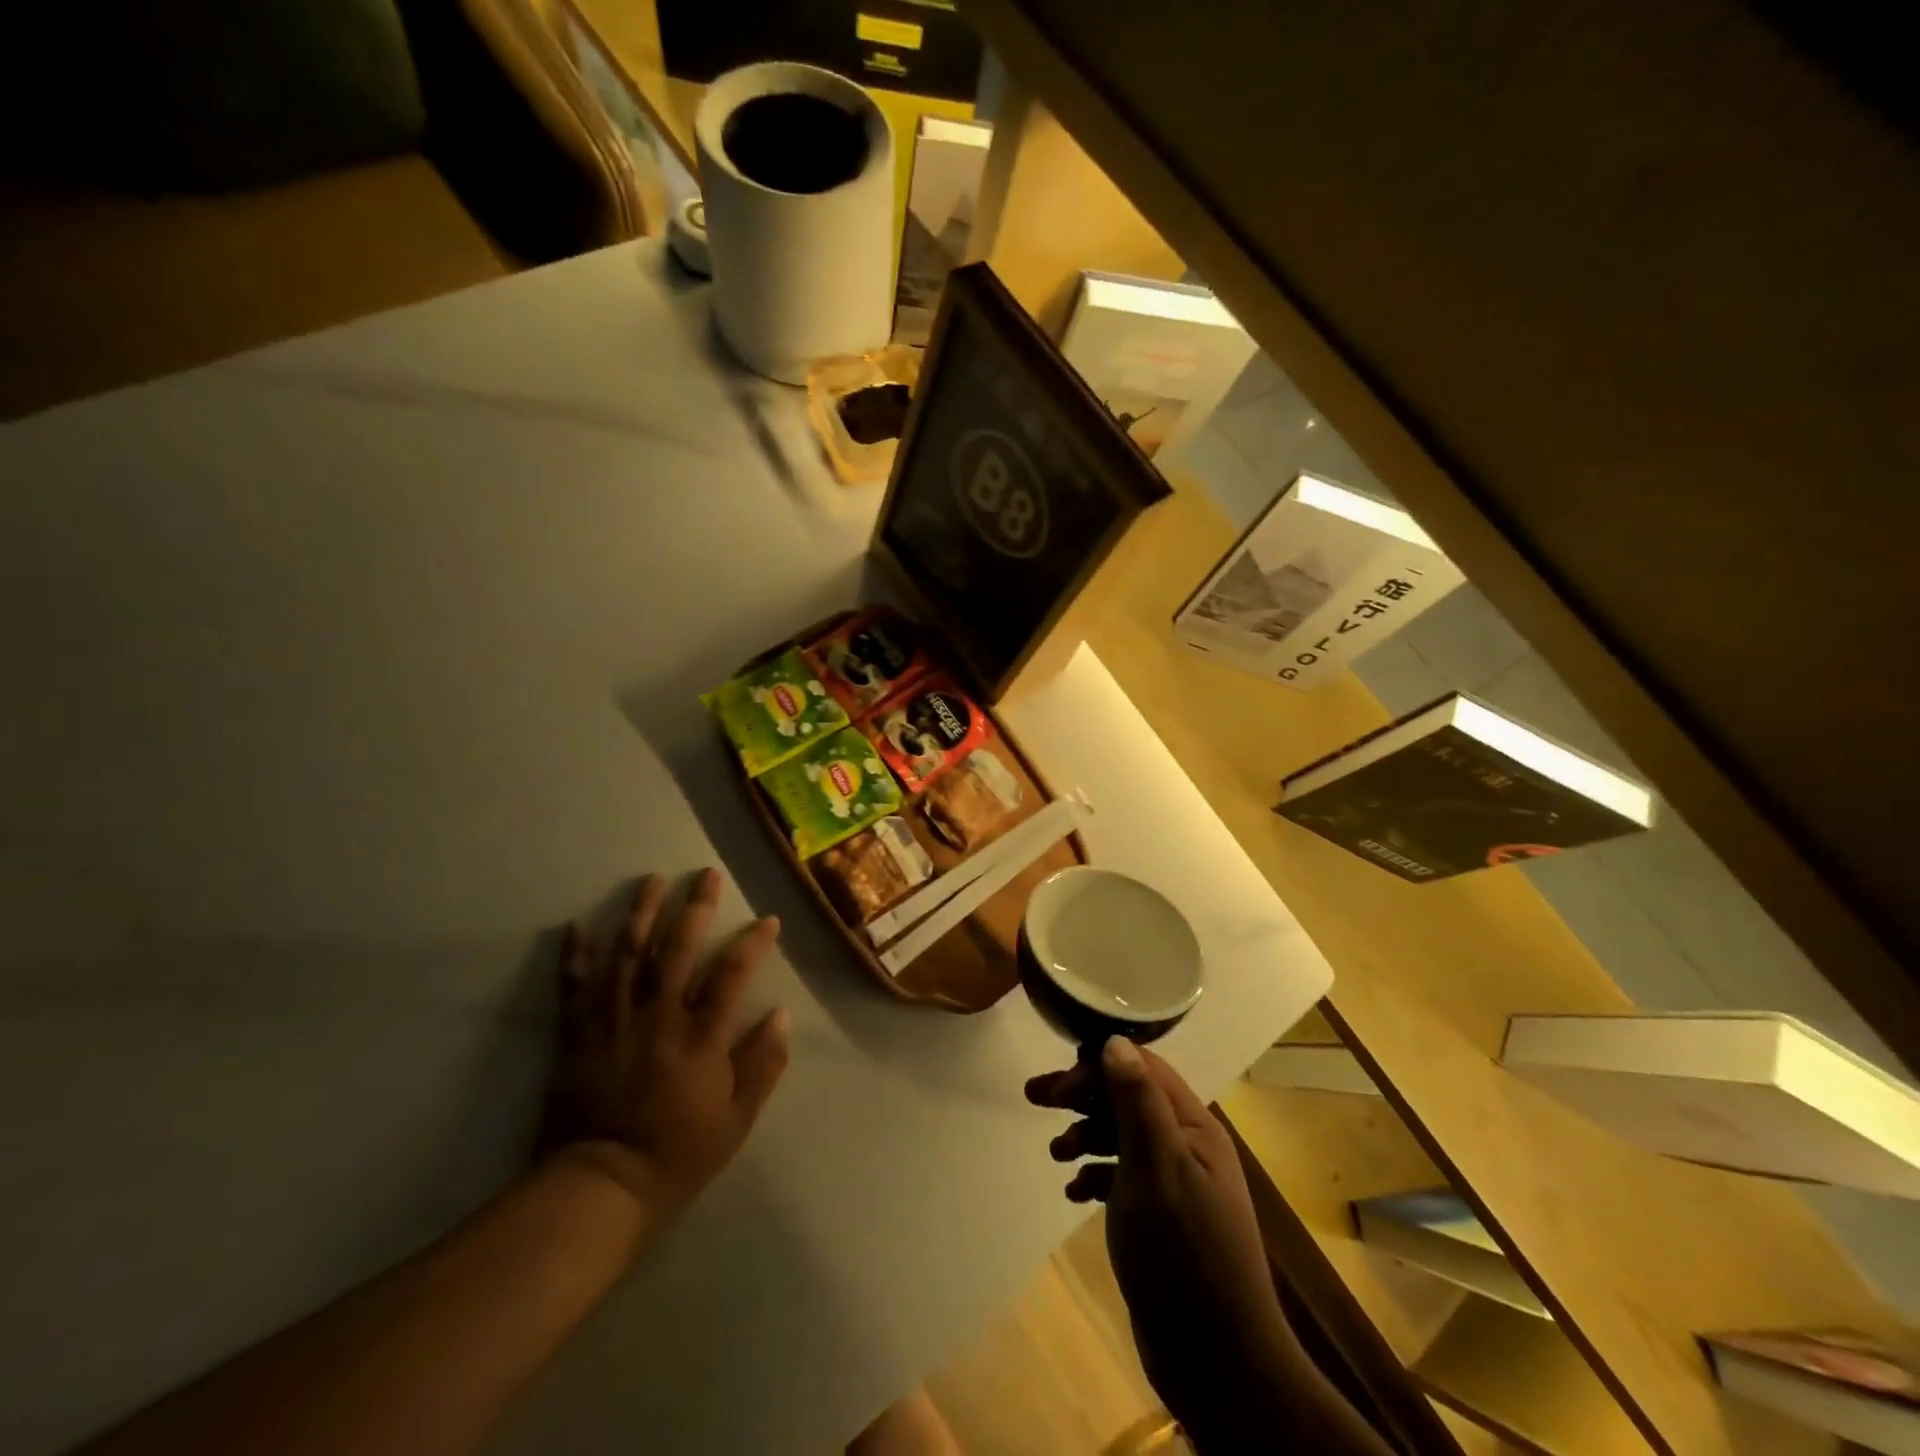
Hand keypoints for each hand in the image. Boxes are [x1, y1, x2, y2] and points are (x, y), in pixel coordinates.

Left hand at [541, 868, 789, 1226]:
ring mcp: (612, 1022)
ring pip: (627, 954)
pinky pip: (574, 986)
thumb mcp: (736, 1120)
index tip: (767, 920)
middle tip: (706, 874)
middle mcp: (656, 1017)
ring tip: (653, 880)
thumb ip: (761, 1065)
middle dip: (694, 907)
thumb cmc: (676, 1154)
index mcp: (698, 1038)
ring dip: (641, 913)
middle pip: (677, 949)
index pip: (730, 974)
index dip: (752, 942)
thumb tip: (780, 1015)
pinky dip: (575, 954)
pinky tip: (579, 924)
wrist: (598, 1188)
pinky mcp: (576, 1034)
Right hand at [1026, 1039, 1294, 1446]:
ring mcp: (1175, 1182)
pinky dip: (1095, 1174)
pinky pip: (1122, 1177)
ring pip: (1121, 1136)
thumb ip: (1136, 1103)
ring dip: (1085, 1135)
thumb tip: (1113, 1041)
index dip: (1096, 1066)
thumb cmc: (1184, 1254)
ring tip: (1055, 1154)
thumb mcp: (1156, 1169)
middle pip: (1126, 1098)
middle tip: (1034, 1097)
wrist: (1219, 1362)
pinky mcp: (1161, 1217)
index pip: (1140, 1068)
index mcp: (1192, 1125)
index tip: (1057, 1086)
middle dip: (1081, 1095)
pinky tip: (1074, 1192)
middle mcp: (1186, 1145)